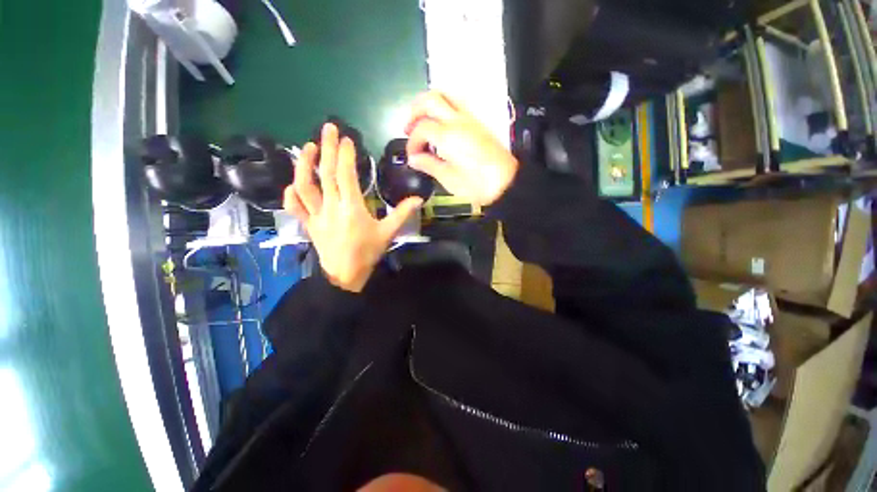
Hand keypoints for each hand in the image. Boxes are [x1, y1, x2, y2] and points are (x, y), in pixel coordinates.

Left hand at [284, 123, 422, 291]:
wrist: (345, 275)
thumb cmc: (367, 253)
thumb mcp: (388, 233)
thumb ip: (402, 214)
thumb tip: (418, 199)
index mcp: (352, 208)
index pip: (346, 175)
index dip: (346, 155)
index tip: (348, 138)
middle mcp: (331, 207)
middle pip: (326, 173)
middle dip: (327, 147)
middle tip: (328, 128)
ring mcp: (316, 215)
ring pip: (304, 186)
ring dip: (304, 165)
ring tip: (308, 147)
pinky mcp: (308, 224)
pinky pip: (295, 207)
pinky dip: (291, 194)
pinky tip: (294, 184)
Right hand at [404, 91, 518, 205]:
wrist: (506, 182)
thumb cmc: (476, 184)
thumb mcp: (448, 179)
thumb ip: (429, 165)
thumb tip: (413, 159)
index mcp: (448, 136)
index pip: (421, 128)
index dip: (412, 142)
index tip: (412, 156)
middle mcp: (458, 120)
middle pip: (430, 99)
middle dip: (415, 111)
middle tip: (409, 128)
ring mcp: (470, 119)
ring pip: (446, 95)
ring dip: (429, 104)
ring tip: (423, 121)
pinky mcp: (478, 123)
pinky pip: (457, 104)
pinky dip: (443, 108)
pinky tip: (441, 125)